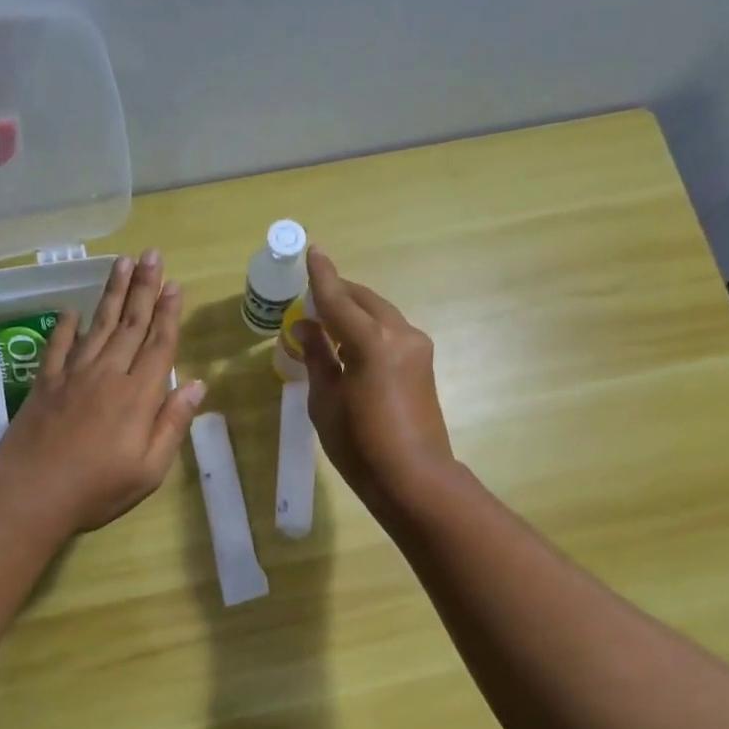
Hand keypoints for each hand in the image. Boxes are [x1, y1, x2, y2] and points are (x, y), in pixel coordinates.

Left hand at [0, 250, 206, 532]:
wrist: (32, 495)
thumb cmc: (98, 489)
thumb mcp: (150, 469)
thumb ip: (172, 423)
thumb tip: (196, 384)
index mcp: (138, 396)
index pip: (158, 345)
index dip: (168, 314)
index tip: (174, 285)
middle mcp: (107, 375)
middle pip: (130, 324)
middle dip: (143, 288)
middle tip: (151, 255)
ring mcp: (73, 376)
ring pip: (97, 326)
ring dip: (111, 294)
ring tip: (121, 264)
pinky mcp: (45, 384)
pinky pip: (58, 347)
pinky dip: (66, 327)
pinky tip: (72, 311)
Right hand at [295, 247, 455, 510]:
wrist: (414, 478)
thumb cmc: (360, 446)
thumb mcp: (325, 401)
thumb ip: (316, 356)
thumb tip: (304, 326)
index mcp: (370, 342)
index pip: (337, 299)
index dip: (321, 276)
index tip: (313, 250)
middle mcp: (399, 334)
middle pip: (364, 300)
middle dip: (338, 292)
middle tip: (311, 294)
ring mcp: (417, 346)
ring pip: (380, 313)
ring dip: (354, 310)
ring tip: (327, 318)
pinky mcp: (423, 362)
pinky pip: (390, 331)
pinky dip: (368, 327)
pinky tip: (351, 341)